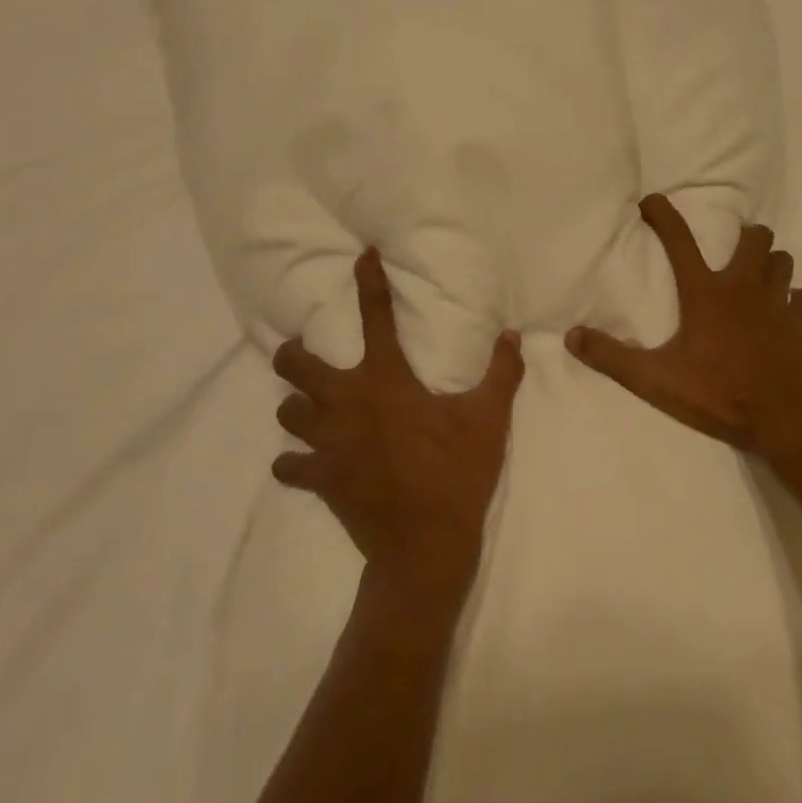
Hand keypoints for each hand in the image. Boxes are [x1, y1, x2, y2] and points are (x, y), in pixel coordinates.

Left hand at [272, 247, 525, 607]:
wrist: (425, 546)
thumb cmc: (456, 474)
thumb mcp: (488, 420)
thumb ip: (501, 374)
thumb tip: (513, 336)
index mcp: (386, 379)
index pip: (375, 315)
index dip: (368, 281)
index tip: (363, 256)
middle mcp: (347, 402)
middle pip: (296, 364)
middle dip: (294, 354)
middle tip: (306, 354)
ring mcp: (326, 442)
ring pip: (287, 412)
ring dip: (297, 407)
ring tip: (312, 409)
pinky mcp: (319, 478)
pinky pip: (288, 465)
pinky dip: (293, 462)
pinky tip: (305, 463)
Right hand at [566, 194, 801, 463]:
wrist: (786, 419)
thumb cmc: (719, 395)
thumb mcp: (656, 380)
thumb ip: (613, 357)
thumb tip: (571, 336)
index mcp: (705, 293)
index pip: (679, 240)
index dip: (663, 214)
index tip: (651, 201)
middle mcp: (744, 287)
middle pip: (753, 239)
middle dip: (743, 235)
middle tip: (731, 246)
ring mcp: (778, 303)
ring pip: (782, 262)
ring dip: (770, 262)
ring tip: (757, 275)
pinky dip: (793, 299)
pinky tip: (785, 311)